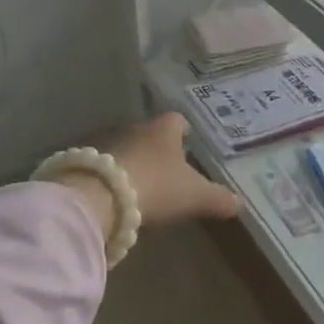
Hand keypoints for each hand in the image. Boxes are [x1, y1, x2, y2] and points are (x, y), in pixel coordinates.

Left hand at [105, 112, 240, 226]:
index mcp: (163, 130)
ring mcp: (107, 142)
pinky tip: (114, 195)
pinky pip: (103, 165)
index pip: (177, 121)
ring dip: (132, 161)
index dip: (183, 131)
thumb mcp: (194, 196)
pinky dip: (111, 176)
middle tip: (166, 169)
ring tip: (141, 184)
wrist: (99, 196)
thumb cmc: (156, 187)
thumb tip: (238, 203)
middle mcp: (135, 128)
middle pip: (150, 134)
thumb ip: (217, 198)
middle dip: (157, 149)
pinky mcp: (84, 161)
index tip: (187, 143)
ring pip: (126, 148)